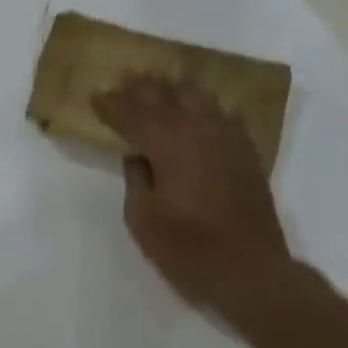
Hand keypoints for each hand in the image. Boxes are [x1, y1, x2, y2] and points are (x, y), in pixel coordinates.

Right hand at [91, 75, 293, 314]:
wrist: (252, 273)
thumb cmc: (189, 250)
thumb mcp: (143, 219)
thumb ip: (137, 180)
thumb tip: (138, 156)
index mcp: (169, 147)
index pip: (134, 116)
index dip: (112, 105)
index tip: (95, 94)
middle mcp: (200, 134)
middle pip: (167, 100)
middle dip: (144, 87)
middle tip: (127, 74)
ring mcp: (228, 143)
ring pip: (200, 101)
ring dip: (178, 88)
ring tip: (163, 77)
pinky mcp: (247, 156)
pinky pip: (228, 118)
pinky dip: (212, 108)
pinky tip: (208, 105)